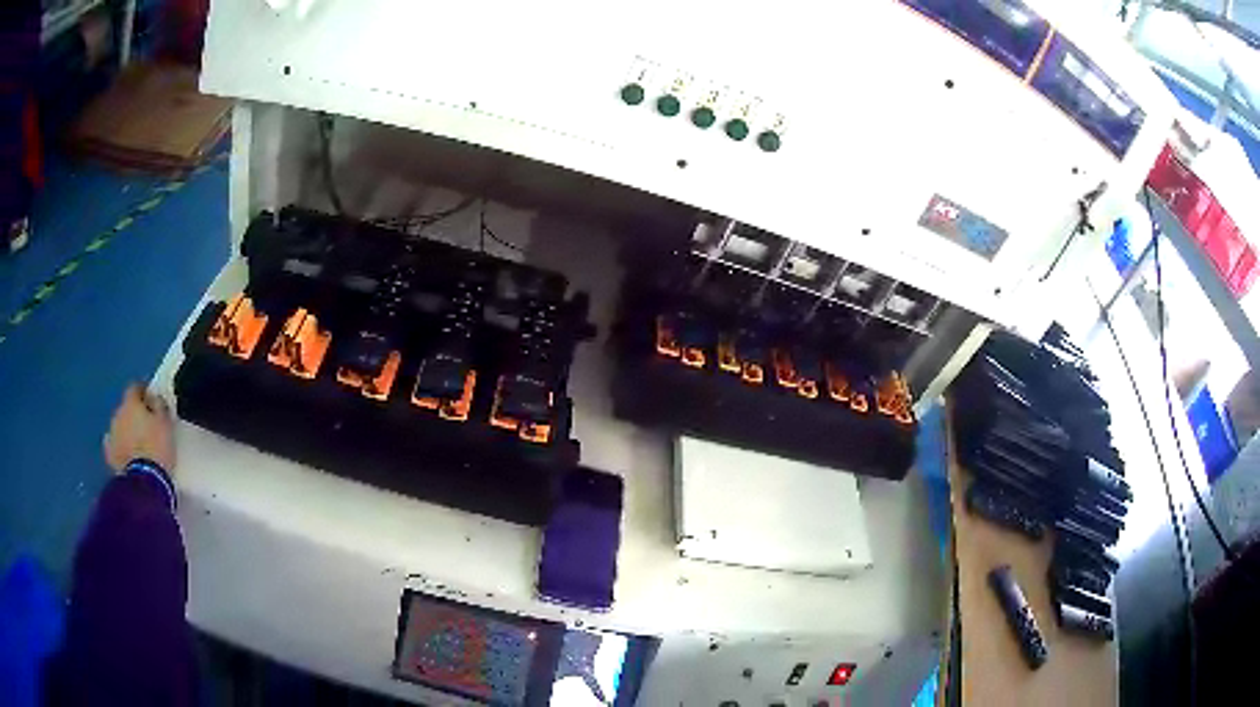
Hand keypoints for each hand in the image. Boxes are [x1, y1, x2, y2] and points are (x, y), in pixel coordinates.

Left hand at [103, 384, 175, 473]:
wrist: (144, 481)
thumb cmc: (157, 448)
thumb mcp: (166, 423)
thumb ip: (159, 405)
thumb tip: (154, 399)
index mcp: (131, 402)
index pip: (135, 387)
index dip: (143, 392)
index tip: (152, 400)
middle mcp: (118, 413)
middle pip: (126, 408)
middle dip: (135, 414)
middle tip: (147, 425)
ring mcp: (112, 434)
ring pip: (119, 426)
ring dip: (127, 430)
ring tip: (138, 443)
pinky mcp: (110, 454)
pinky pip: (114, 445)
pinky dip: (120, 446)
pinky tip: (126, 453)